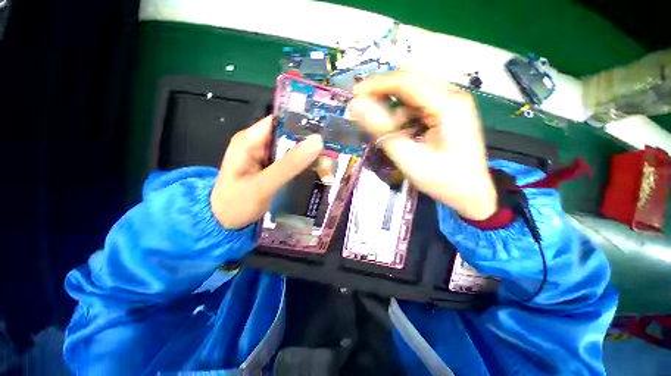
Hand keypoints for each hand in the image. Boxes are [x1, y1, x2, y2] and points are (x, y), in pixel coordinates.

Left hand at [211, 116, 322, 228]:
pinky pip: (291, 163)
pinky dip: (304, 167)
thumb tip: (317, 141)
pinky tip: (318, 172)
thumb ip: (289, 165)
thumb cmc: (237, 205)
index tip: (325, 132)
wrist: (225, 225)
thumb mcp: (264, 185)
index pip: (280, 122)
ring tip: (330, 164)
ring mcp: (265, 158)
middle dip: (309, 145)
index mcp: (249, 141)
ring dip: (309, 157)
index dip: (302, 124)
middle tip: (332, 153)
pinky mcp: (271, 169)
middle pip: (288, 137)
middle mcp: (258, 145)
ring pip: (292, 151)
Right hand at [349, 71, 496, 220]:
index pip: (406, 81)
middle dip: (382, 93)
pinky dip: (402, 115)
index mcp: (448, 104)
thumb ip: (382, 130)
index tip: (354, 95)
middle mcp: (452, 96)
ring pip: (412, 94)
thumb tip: (357, 107)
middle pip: (409, 82)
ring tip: (382, 129)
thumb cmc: (443, 181)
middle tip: (361, 109)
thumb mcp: (408, 157)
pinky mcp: (446, 113)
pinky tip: (398, 132)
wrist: (472, 195)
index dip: (376, 84)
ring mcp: (450, 104)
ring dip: (392, 107)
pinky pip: (417, 106)